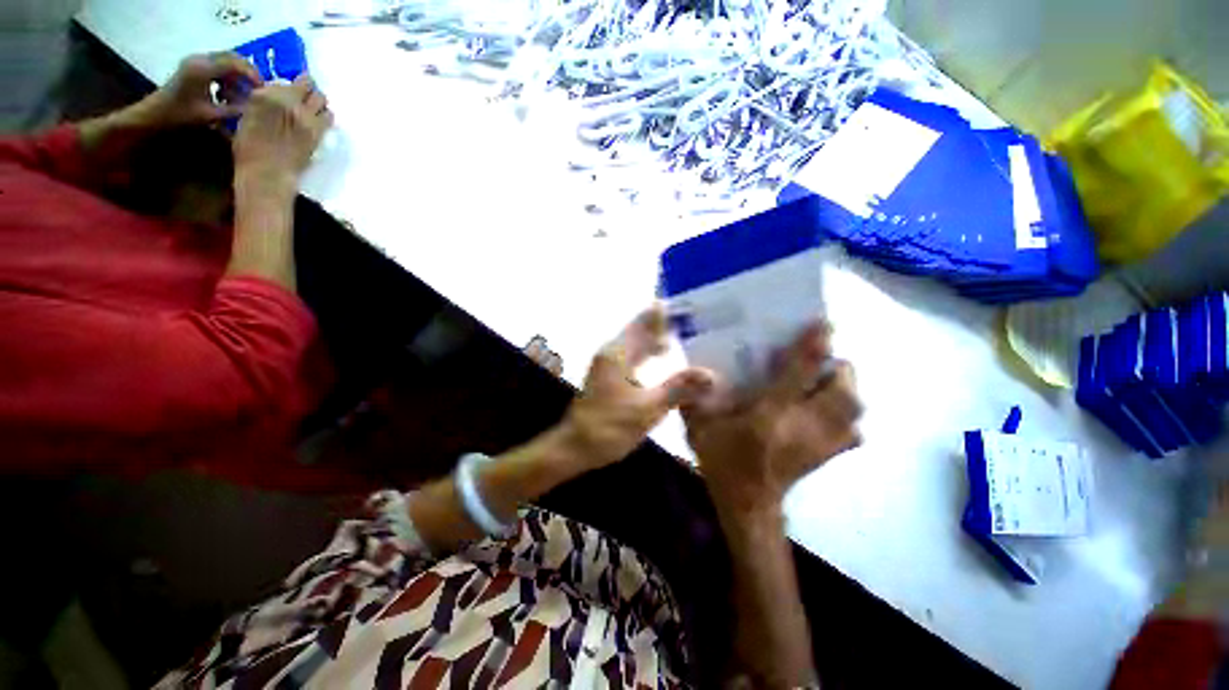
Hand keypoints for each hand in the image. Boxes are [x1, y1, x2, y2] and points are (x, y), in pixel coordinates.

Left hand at [140, 52, 262, 126]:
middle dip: (247, 73)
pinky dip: (228, 77)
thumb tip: (256, 107)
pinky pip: (218, 66)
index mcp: (202, 69)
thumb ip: (234, 110)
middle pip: (232, 58)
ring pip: (226, 61)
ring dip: (238, 76)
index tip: (263, 89)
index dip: (252, 74)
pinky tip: (228, 93)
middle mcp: (200, 59)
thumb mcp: (210, 115)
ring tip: (243, 94)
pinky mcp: (195, 67)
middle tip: (258, 90)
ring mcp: (196, 61)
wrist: (154, 114)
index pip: (235, 63)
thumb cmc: (180, 116)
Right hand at [232, 75, 332, 189]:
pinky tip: (321, 121)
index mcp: (263, 95)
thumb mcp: (247, 117)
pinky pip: (329, 117)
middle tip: (307, 96)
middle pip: (308, 84)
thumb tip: (274, 98)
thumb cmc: (249, 149)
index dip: (291, 85)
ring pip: (322, 98)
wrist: (267, 172)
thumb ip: (262, 103)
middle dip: (308, 89)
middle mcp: (286, 100)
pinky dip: (326, 116)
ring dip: (319, 102)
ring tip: (315, 109)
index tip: (293, 90)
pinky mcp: (317, 131)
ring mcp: (304, 115)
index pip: (284, 80)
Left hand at [561, 305, 712, 470]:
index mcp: (618, 352)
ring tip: (683, 332)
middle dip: (663, 322)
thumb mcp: (648, 409)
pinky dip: (648, 352)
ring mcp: (608, 363)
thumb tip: (711, 375)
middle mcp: (612, 351)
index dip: (664, 312)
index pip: (644, 321)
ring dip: (656, 336)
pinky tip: (661, 356)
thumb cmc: (608, 427)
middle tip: (692, 317)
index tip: (687, 303)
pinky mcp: (608, 375)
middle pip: (640, 329)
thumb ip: (678, 389)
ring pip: (636, 342)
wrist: (574, 447)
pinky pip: (632, 354)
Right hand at [683, 321, 861, 513]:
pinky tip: (827, 411)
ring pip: (854, 407)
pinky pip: (854, 429)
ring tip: (824, 380)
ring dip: (845, 388)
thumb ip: (692, 398)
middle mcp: (804, 426)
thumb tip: (693, 370)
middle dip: (837, 367)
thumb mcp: (699, 427)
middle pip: (843, 390)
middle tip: (817, 359)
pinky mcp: (830, 455)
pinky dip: (848, 414)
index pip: (800, 374)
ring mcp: (823, 443)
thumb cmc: (723, 462)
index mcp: (770, 415)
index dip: (814, 346)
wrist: (748, 506)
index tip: (822, 322)